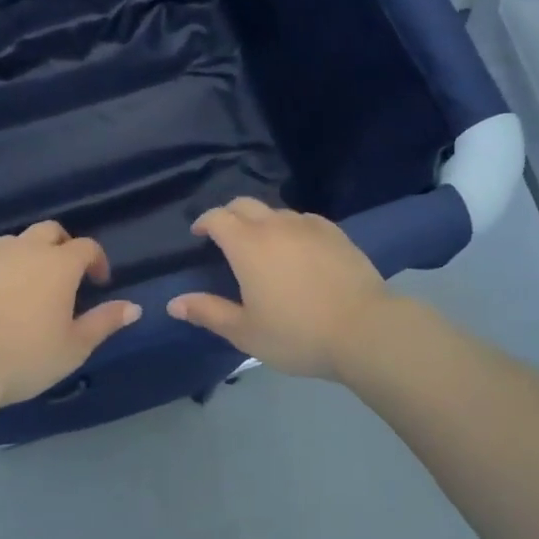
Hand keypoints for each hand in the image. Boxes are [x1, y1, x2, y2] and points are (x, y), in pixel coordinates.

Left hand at [0, 222, 141, 408]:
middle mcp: (23, 249)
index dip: (97, 261)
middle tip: (63, 275)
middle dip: (61, 245)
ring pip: (12, 243)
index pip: (87, 246)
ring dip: (25, 257)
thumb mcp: (74, 347)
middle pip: (49, 231)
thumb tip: (133, 307)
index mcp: (58, 264)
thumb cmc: (25, 356)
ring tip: (24, 287)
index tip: (99, 282)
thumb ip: (105, 322)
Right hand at [167, 198, 391, 379]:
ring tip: (263, 246)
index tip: (199, 234)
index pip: (218, 217)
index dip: (204, 222)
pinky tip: (298, 249)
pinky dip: (291, 228)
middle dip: (229, 215)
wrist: (364, 329)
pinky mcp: (335, 232)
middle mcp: (275, 225)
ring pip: (276, 211)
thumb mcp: (245, 332)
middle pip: (245, 204)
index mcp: (247, 244)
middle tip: (225, 236)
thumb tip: (174, 302)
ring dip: (261, 221)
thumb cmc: (297, 334)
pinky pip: (304, 220)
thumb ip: (208, 312)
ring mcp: (308, 225)